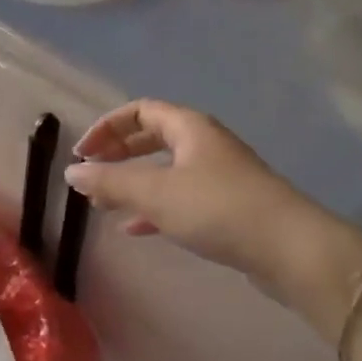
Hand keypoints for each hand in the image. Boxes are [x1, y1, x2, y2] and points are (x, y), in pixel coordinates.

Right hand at [65, 100, 361, 305]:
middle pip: (153, 137)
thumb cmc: (218, 208)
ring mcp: (218, 175)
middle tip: (91, 174)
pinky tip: (136, 228)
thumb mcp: (156, 193)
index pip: (140, 111)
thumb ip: (111, 182)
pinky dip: (155, 207)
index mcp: (189, 127)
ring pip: (166, 170)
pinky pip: (181, 197)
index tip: (83, 153)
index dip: (107, 127)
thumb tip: (71, 172)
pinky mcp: (227, 206)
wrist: (290, 249)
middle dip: (119, 153)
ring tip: (105, 203)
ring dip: (134, 182)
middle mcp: (204, 143)